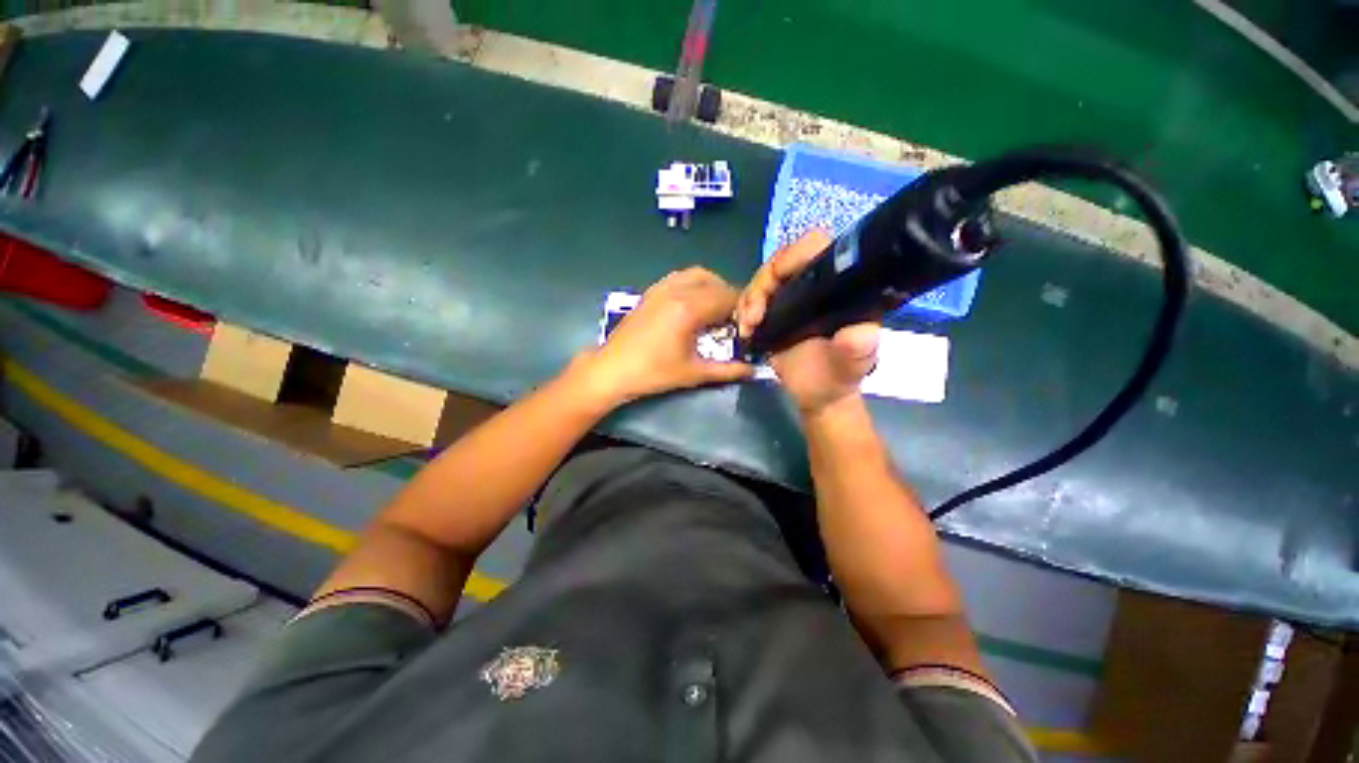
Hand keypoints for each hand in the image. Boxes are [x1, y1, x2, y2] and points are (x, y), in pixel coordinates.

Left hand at [573, 267, 754, 407]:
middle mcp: (677, 290)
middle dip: (729, 298)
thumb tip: (753, 371)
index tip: (746, 326)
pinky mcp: (651, 291)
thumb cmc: (653, 373)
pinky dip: (694, 284)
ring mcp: (661, 288)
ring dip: (713, 287)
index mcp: (689, 309)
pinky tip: (693, 305)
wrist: (612, 369)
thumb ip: (727, 370)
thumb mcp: (693, 373)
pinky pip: (680, 277)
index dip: (742, 310)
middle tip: (733, 321)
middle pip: (716, 283)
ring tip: (715, 311)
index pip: (727, 297)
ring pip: (698, 275)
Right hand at [735, 230, 878, 416]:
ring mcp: (791, 297)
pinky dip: (743, 310)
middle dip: (762, 284)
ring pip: (762, 279)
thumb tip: (858, 333)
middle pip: (780, 262)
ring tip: (748, 326)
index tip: (777, 279)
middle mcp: (814, 285)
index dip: (793, 254)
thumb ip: (858, 348)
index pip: (816, 248)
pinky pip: (752, 298)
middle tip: (754, 316)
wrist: (817, 396)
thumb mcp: (852, 365)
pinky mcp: (774, 312)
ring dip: (749, 299)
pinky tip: (745, 329)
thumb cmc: (839, 377)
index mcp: (838, 286)